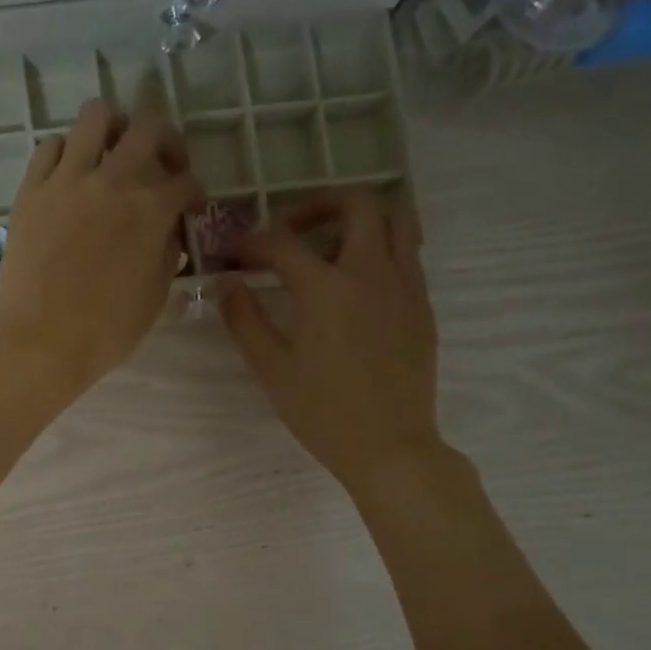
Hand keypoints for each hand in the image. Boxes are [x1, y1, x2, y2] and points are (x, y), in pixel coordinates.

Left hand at [0, 98, 202, 398]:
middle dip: (166, 142)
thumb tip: (167, 234)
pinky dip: (66, 152)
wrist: (39, 341)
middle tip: (162, 165)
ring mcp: (67, 180)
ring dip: (113, 127)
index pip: (185, 181)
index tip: (190, 206)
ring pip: (96, 116)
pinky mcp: (31, 190)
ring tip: (113, 150)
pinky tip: (70, 172)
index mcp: (151, 210)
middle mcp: (113, 181)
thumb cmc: (104, 332)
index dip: (194, 192)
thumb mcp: (153, 299)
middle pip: (150, 128)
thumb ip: (166, 256)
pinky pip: (50, 147)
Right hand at [221, 188, 447, 494]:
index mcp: (326, 289)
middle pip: (355, 203)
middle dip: (316, 205)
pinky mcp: (422, 303)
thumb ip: (245, 319)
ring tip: (329, 245)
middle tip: (290, 231)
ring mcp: (404, 284)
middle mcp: (371, 272)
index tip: (235, 255)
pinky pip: (407, 251)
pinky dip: (380, 246)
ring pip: (393, 219)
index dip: (252, 242)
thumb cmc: (322, 412)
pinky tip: (356, 281)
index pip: (283, 243)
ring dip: (357, 218)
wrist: (390, 446)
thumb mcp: (272, 369)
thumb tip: (229, 282)